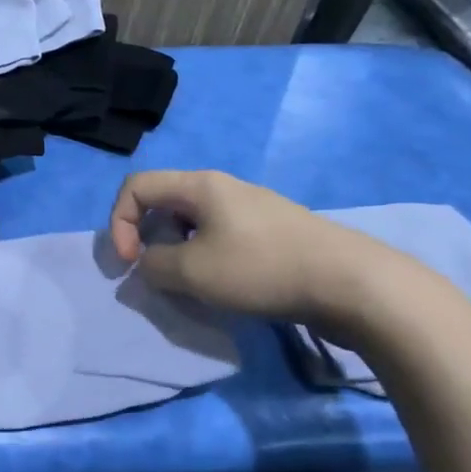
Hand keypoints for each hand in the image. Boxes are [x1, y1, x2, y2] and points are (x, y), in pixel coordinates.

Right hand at [108, 170, 396, 328]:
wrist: (352, 284)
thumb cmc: (261, 268)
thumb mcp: (191, 272)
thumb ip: (153, 265)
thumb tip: (149, 263)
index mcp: (199, 185)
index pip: (136, 187)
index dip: (118, 223)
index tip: (129, 262)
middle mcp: (223, 188)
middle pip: (163, 202)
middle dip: (146, 238)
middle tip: (156, 274)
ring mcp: (252, 208)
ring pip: (192, 222)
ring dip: (177, 252)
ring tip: (190, 284)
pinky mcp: (272, 232)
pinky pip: (220, 236)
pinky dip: (206, 258)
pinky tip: (225, 286)